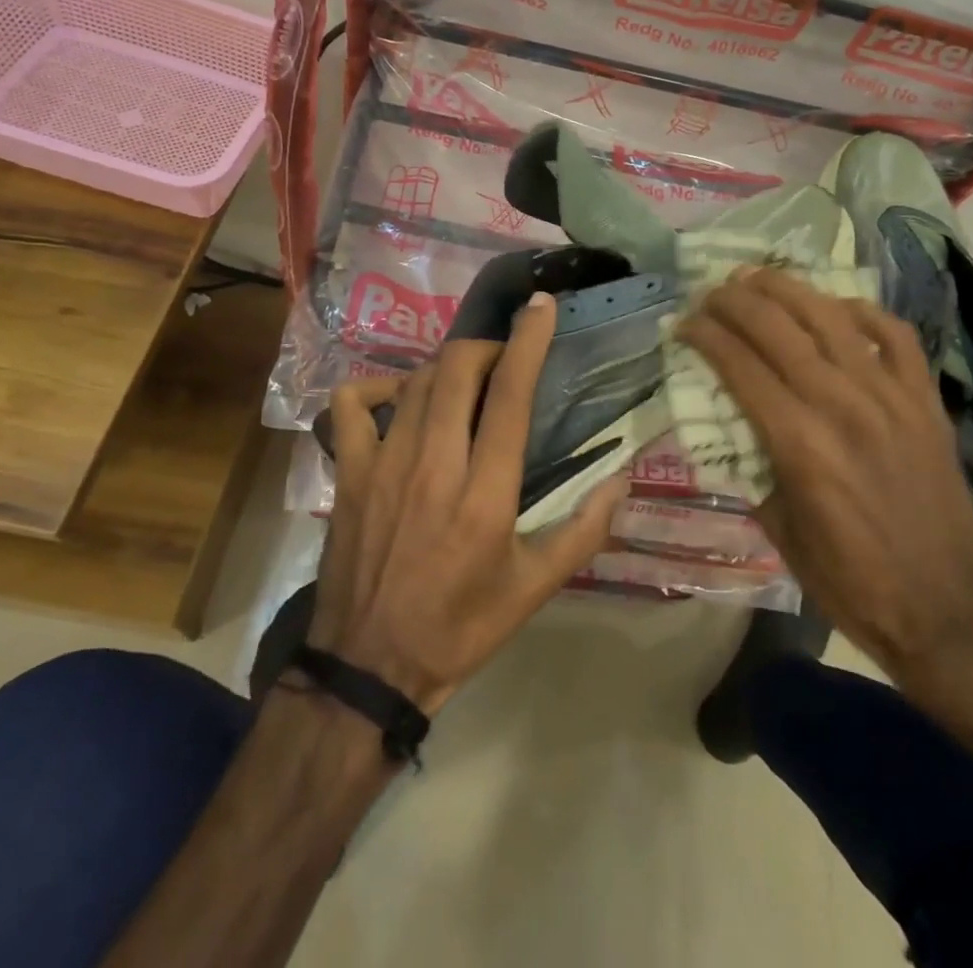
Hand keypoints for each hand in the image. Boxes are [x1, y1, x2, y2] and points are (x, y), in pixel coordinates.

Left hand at [310, 294, 626, 716]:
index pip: (509, 396)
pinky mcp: (350, 472)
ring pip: (416, 381)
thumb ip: (584, 530)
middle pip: (458, 369)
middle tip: (503, 361)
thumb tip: (622, 478)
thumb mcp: (534, 589)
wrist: (368, 666)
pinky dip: (376, 388)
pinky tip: (397, 401)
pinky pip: (352, 404)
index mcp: (485, 493)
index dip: (528, 341)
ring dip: (447, 367)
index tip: (541, 306)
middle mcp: (434, 464)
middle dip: (486, 348)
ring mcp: (384, 463)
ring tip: (464, 381)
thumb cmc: (460, 627)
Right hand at [679, 268, 972, 671]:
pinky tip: (836, 306)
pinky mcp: (924, 400)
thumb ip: (752, 463)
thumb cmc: (847, 579)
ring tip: (757, 277)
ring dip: (787, 289)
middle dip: (735, 302)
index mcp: (798, 442)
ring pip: (830, 318)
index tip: (684, 324)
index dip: (705, 336)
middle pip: (777, 329)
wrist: (942, 610)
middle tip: (711, 292)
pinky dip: (862, 311)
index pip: (739, 365)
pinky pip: (894, 335)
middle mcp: (841, 405)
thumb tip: (732, 420)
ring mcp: (889, 397)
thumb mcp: (776, 527)